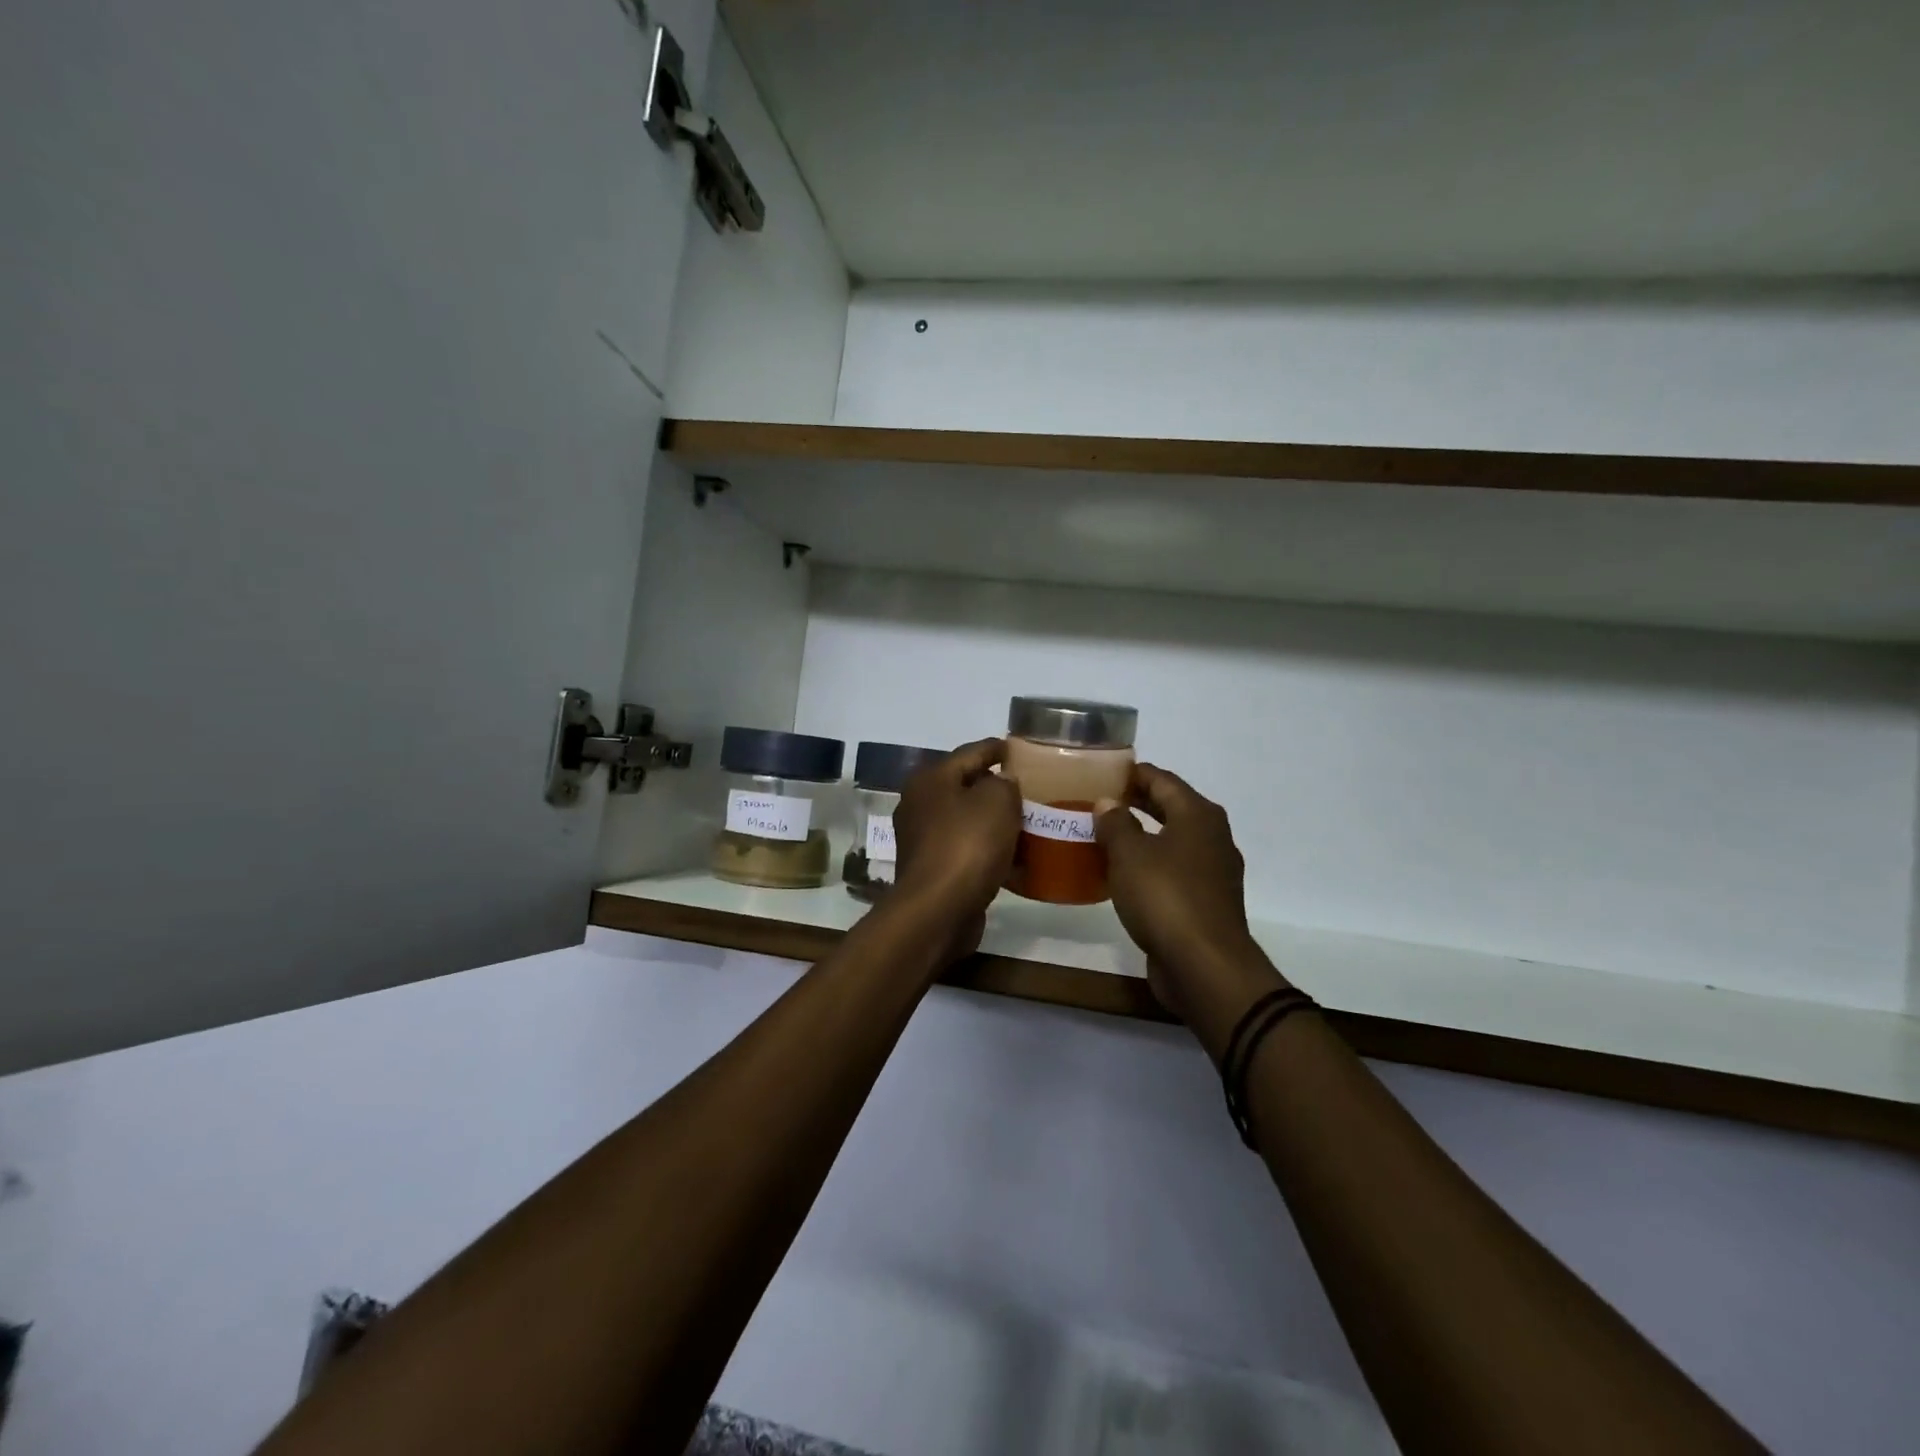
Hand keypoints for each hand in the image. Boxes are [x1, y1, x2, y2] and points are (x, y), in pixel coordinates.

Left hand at [891, 737, 1021, 960]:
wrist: (938, 911)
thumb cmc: (967, 846)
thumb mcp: (997, 801)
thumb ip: (1005, 783)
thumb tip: (1002, 783)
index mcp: (931, 779)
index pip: (971, 752)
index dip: (999, 748)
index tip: (1023, 749)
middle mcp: (921, 804)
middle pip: (967, 787)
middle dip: (999, 789)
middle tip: (1033, 790)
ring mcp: (924, 839)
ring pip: (969, 822)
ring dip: (996, 823)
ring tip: (1031, 825)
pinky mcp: (934, 870)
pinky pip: (968, 851)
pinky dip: (990, 852)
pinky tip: (1018, 860)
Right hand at [1095, 764, 1287, 1057]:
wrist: (1204, 966)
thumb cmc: (1165, 897)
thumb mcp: (1129, 854)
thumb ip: (1115, 823)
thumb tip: (1108, 802)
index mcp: (1198, 815)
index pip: (1162, 779)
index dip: (1132, 773)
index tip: (1102, 772)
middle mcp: (1212, 837)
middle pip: (1170, 808)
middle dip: (1135, 802)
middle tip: (1097, 801)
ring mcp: (1213, 872)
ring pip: (1171, 841)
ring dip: (1141, 836)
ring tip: (1104, 836)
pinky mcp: (1205, 902)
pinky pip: (1173, 871)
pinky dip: (1149, 865)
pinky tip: (1122, 874)